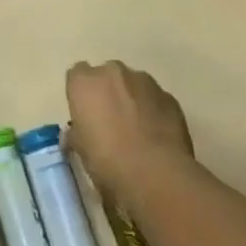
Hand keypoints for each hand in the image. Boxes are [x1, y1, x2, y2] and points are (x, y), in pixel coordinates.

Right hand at [65, 60, 193, 208]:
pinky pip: (155, 99)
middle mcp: (112, 72)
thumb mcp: (80, 149)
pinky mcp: (169, 96)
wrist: (156, 173)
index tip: (85, 114)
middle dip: (108, 92)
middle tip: (110, 121)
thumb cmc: (107, 160)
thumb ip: (77, 132)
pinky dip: (153, 111)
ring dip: (132, 99)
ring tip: (136, 130)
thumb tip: (77, 132)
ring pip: (133, 84)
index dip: (81, 94)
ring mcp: (144, 81)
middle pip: (107, 75)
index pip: (76, 75)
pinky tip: (155, 136)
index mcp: (84, 82)